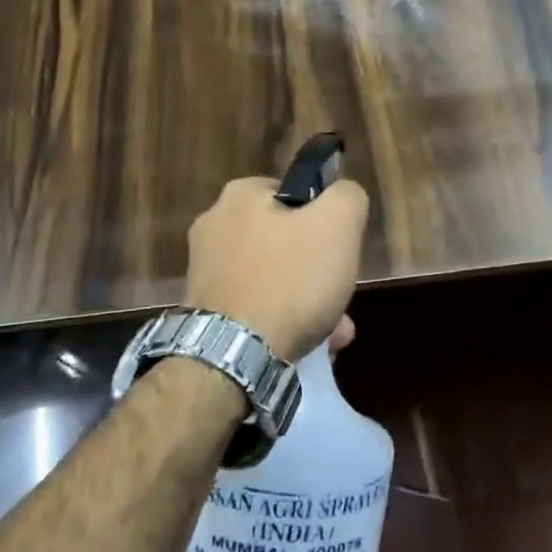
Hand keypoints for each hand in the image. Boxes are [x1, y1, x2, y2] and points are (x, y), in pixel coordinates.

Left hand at [185, 176, 369, 360]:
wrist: (231, 358)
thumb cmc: (289, 280)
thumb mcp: (338, 224)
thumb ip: (347, 197)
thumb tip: (343, 196)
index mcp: (239, 195)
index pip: (296, 193)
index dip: (325, 219)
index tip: (340, 248)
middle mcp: (214, 226)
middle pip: (286, 240)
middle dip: (318, 268)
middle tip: (340, 294)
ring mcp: (205, 272)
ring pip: (274, 277)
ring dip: (307, 300)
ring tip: (334, 332)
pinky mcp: (204, 312)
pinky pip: (256, 307)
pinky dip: (282, 322)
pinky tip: (310, 347)